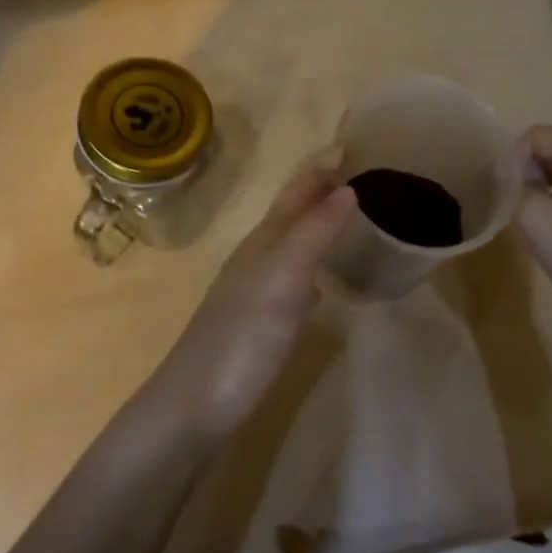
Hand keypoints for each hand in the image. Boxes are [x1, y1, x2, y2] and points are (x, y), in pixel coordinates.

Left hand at [145, 157, 356, 443]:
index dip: (320, 169)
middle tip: (357, 174)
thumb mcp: (283, 279)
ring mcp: (256, 292)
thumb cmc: (242, 339)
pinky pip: (292, 281)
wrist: (193, 407)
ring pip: (292, 245)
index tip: (349, 145)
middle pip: (292, 213)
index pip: (296, 192)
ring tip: (347, 216)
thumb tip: (348, 188)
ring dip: (317, 225)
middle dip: (320, 190)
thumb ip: (314, 233)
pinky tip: (320, 283)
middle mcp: (258, 258)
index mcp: (264, 240)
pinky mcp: (259, 325)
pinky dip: (311, 268)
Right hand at [513, 124, 551, 330]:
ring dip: (540, 188)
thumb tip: (507, 173)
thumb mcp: (535, 216)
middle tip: (508, 203)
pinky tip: (549, 229)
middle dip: (526, 171)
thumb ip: (514, 184)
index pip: (539, 135)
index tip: (501, 191)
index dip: (512, 157)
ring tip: (525, 216)